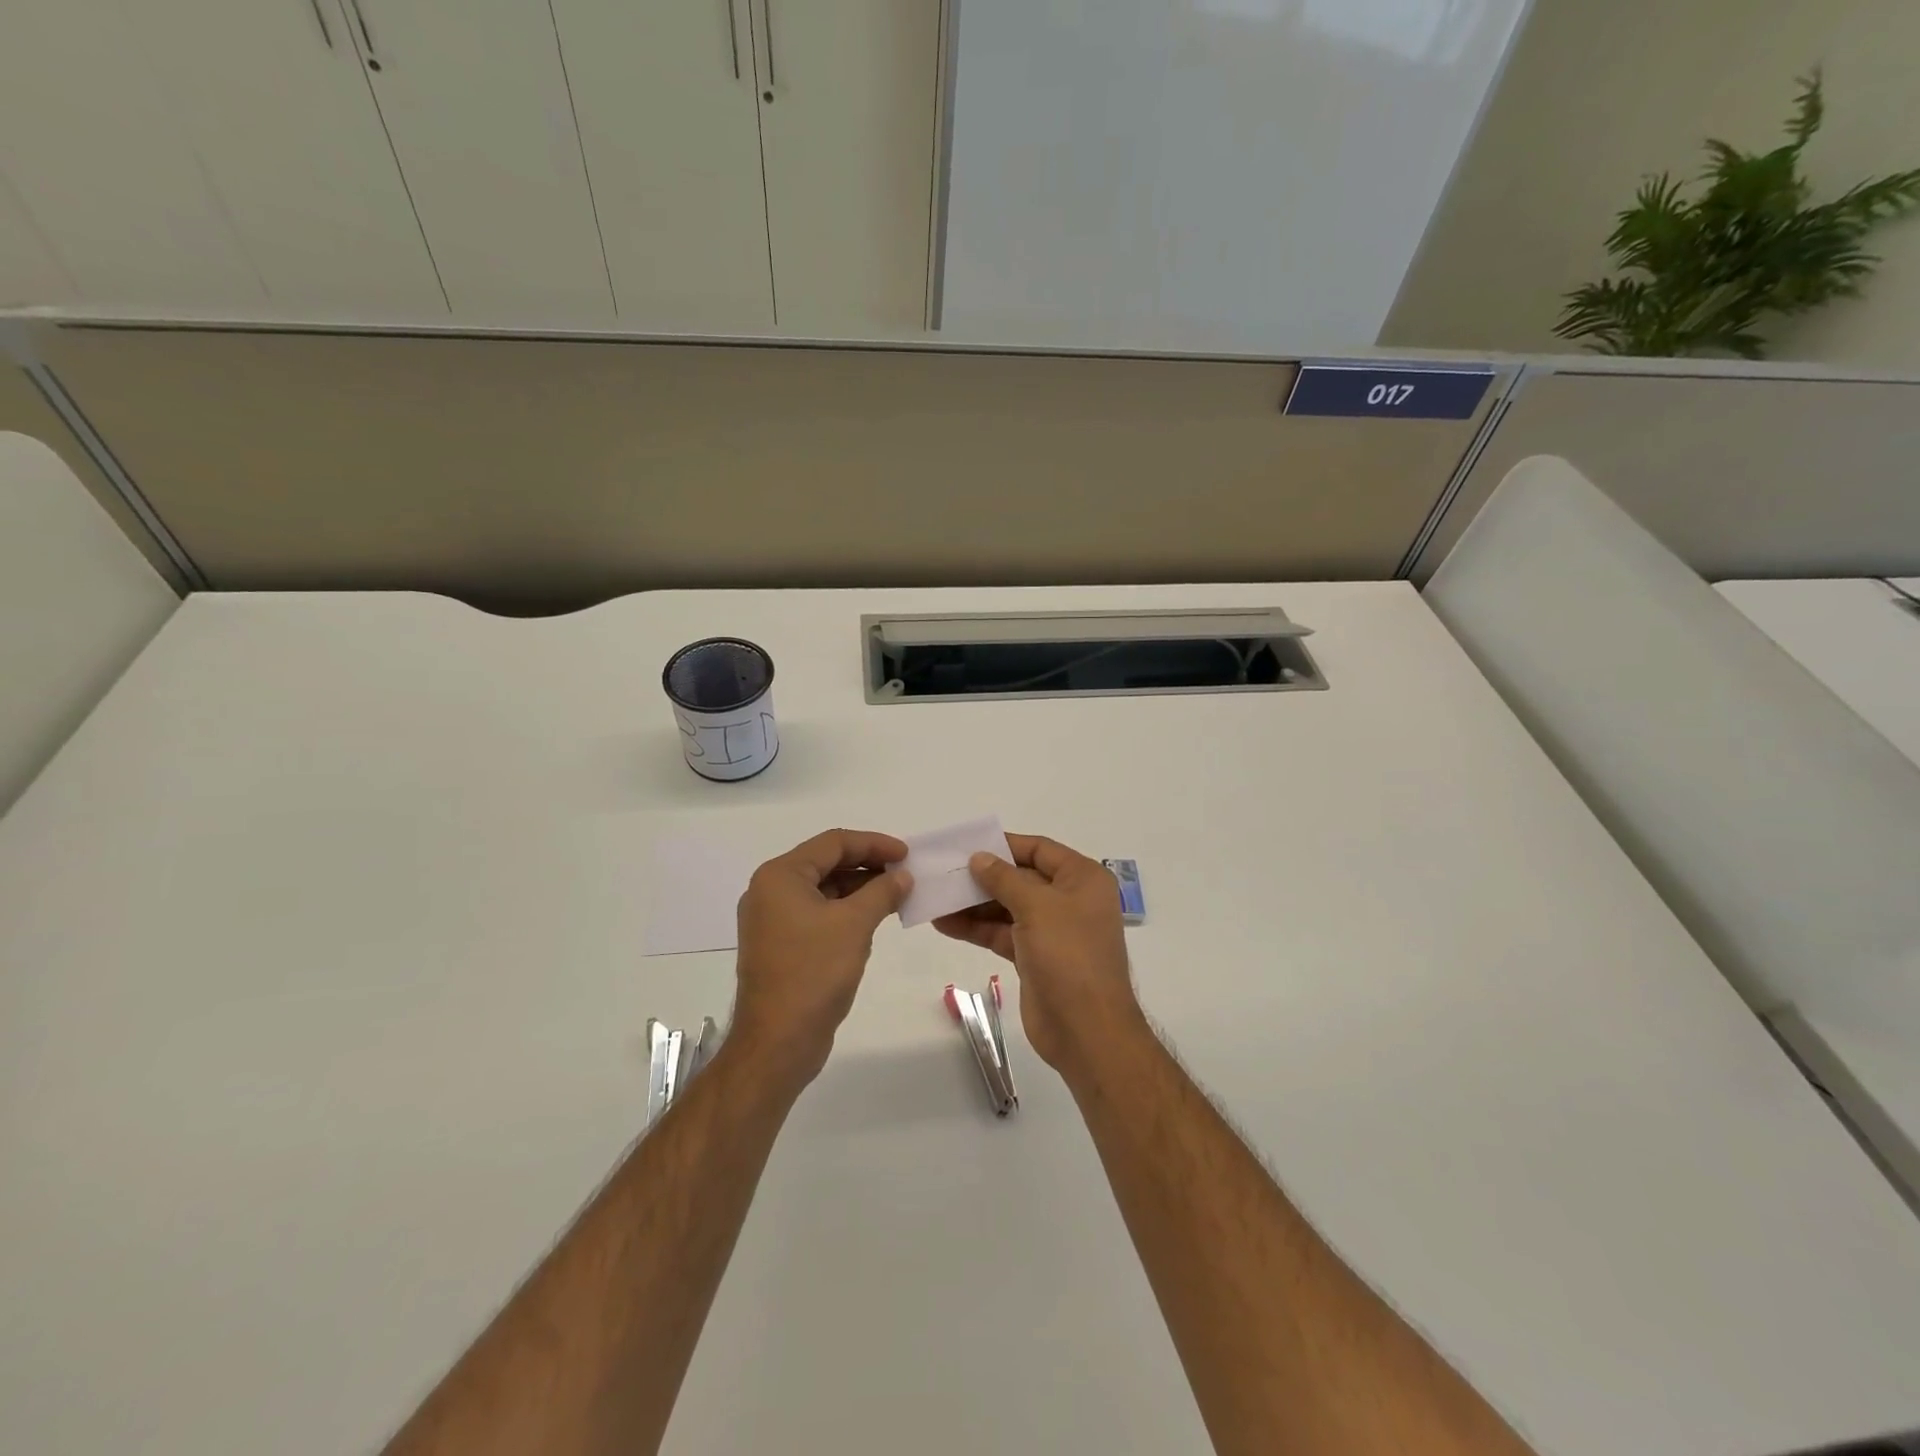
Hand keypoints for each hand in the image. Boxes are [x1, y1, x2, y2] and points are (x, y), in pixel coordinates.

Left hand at [732, 829, 911, 1086]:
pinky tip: (872, 918)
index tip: (906, 854)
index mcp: (780, 876)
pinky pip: (817, 914)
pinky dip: (845, 911)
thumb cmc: (814, 973)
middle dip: (867, 865)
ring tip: (896, 895)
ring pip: (823, 890)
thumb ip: (882, 892)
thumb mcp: (854, 924)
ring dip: (859, 888)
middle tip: (904, 873)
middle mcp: (770, 891)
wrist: (778, 1042)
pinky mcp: (780, 945)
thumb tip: (902, 876)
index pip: (833, 843)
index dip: (873, 843)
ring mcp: (772, 920)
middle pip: (826, 863)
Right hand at [933, 833, 1143, 1072]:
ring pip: (1007, 908)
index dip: (1004, 845)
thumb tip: (979, 857)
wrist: (1086, 1029)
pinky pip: (1002, 934)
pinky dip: (976, 929)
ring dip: (973, 904)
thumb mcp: (1037, 906)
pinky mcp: (1034, 958)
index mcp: (1082, 879)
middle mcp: (1070, 900)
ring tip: (936, 898)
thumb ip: (1004, 879)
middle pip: (1021, 878)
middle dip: (983, 877)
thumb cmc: (1068, 955)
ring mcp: (1052, 931)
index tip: (968, 844)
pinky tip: (944, 924)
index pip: (1040, 850)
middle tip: (944, 873)